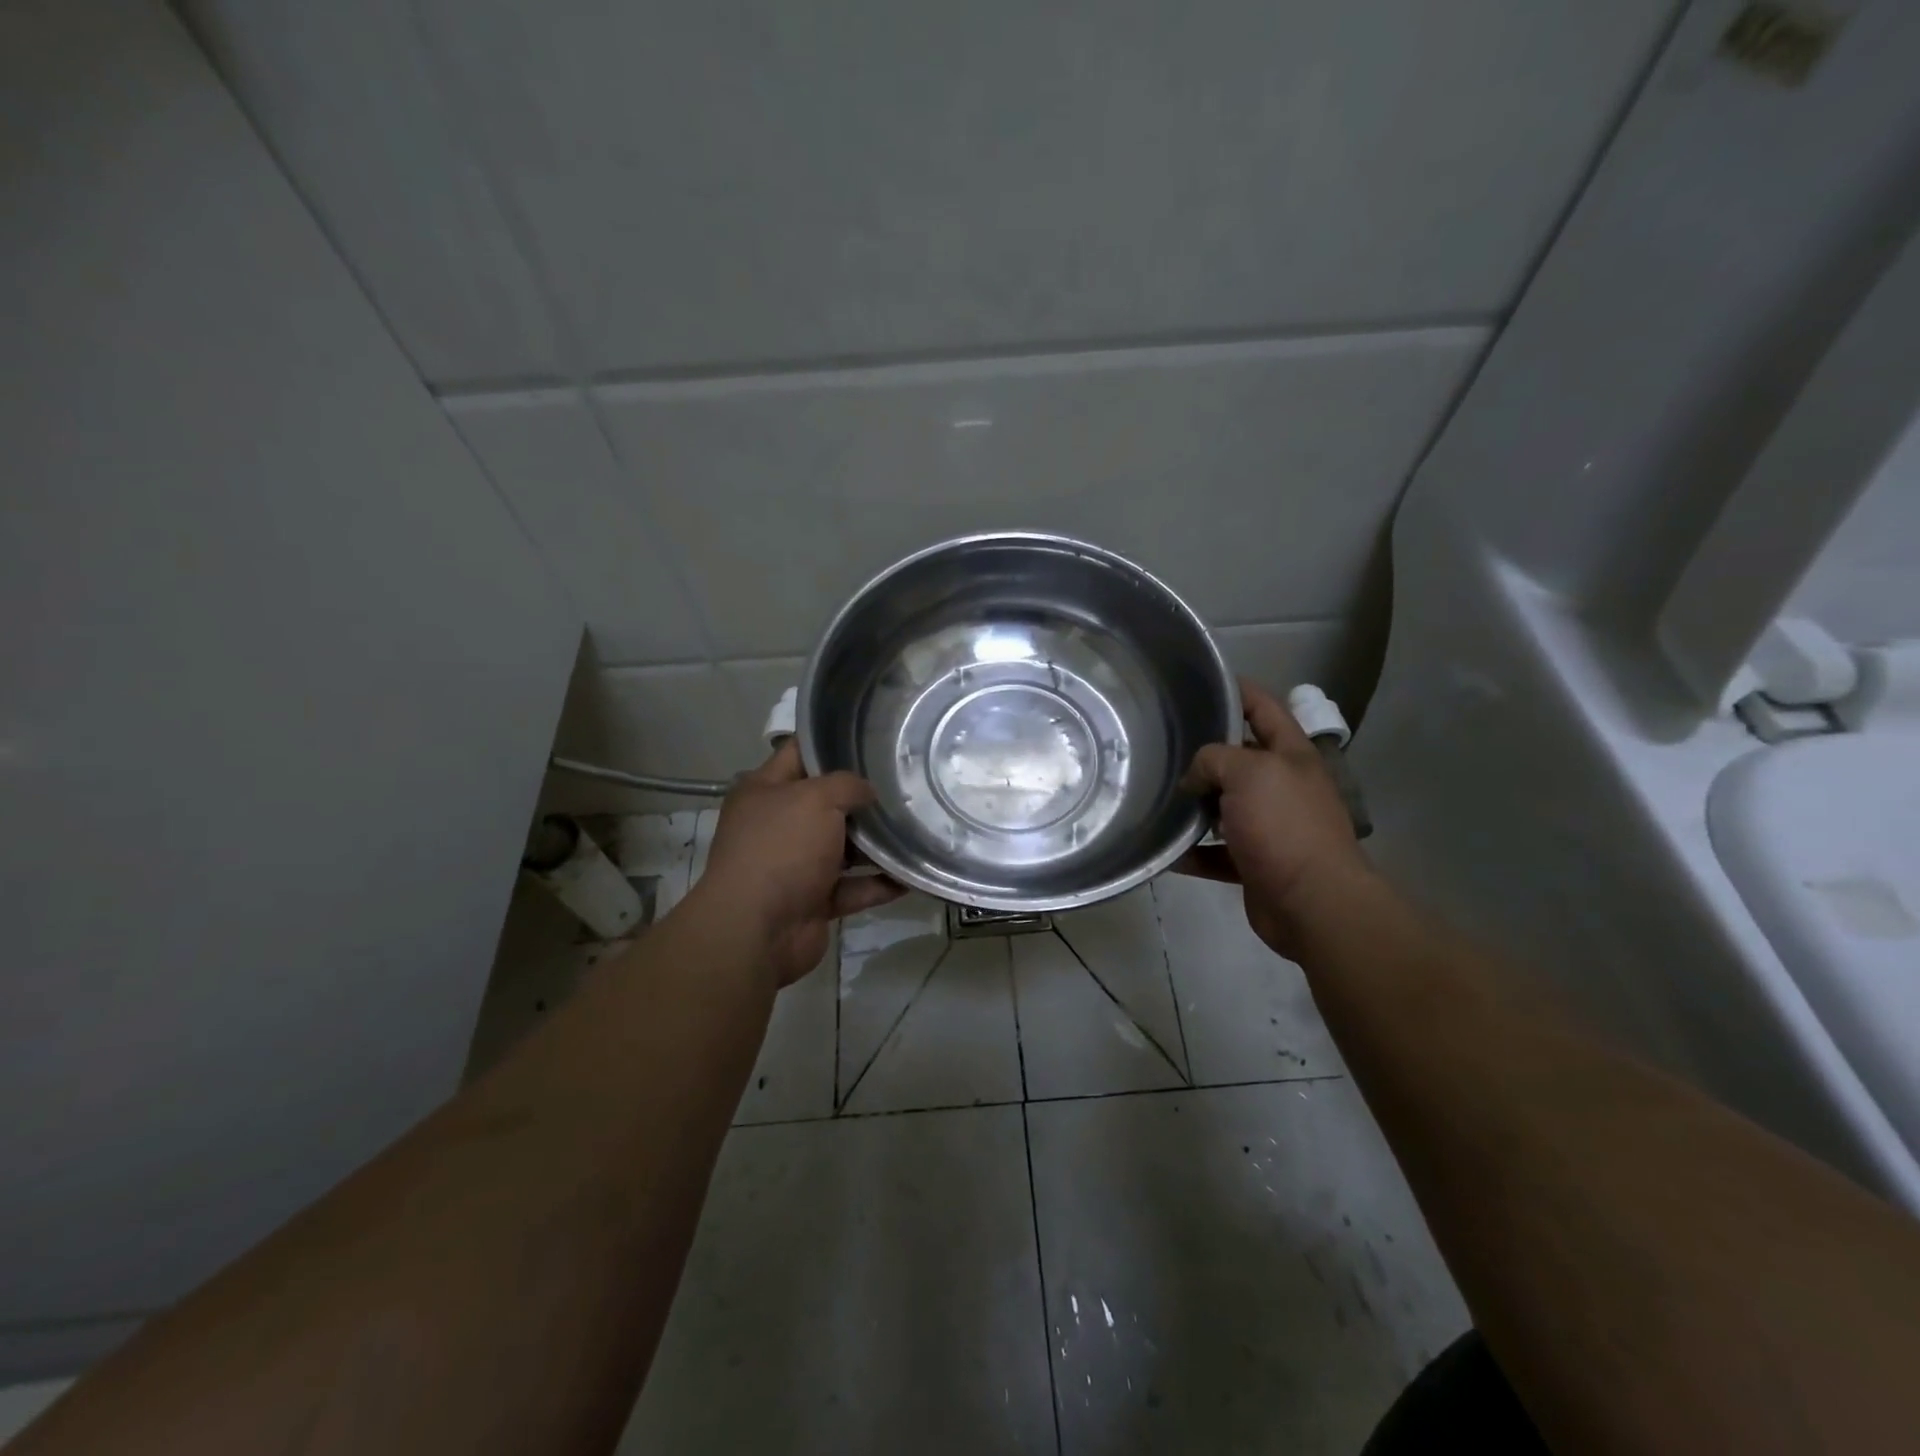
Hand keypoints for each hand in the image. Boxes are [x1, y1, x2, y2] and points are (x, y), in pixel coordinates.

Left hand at [688, 740, 903, 985]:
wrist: (757, 931)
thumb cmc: (781, 849)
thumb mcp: (816, 798)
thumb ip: (848, 785)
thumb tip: (868, 792)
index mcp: (764, 791)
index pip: (799, 754)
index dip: (832, 744)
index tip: (873, 740)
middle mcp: (777, 825)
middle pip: (826, 803)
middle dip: (862, 797)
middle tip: (905, 784)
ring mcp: (795, 865)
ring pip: (843, 847)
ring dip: (876, 843)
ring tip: (916, 827)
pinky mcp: (813, 900)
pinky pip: (852, 887)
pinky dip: (878, 884)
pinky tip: (910, 875)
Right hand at [1178, 678, 1374, 958]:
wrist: (1312, 902)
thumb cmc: (1284, 825)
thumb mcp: (1248, 772)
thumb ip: (1214, 759)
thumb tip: (1194, 777)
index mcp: (1291, 756)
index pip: (1265, 708)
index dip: (1238, 691)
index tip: (1203, 683)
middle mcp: (1283, 787)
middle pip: (1240, 759)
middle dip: (1205, 754)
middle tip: (1164, 746)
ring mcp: (1271, 827)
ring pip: (1225, 807)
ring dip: (1196, 806)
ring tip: (1158, 797)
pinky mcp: (1256, 864)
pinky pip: (1217, 853)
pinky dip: (1194, 852)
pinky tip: (1168, 850)